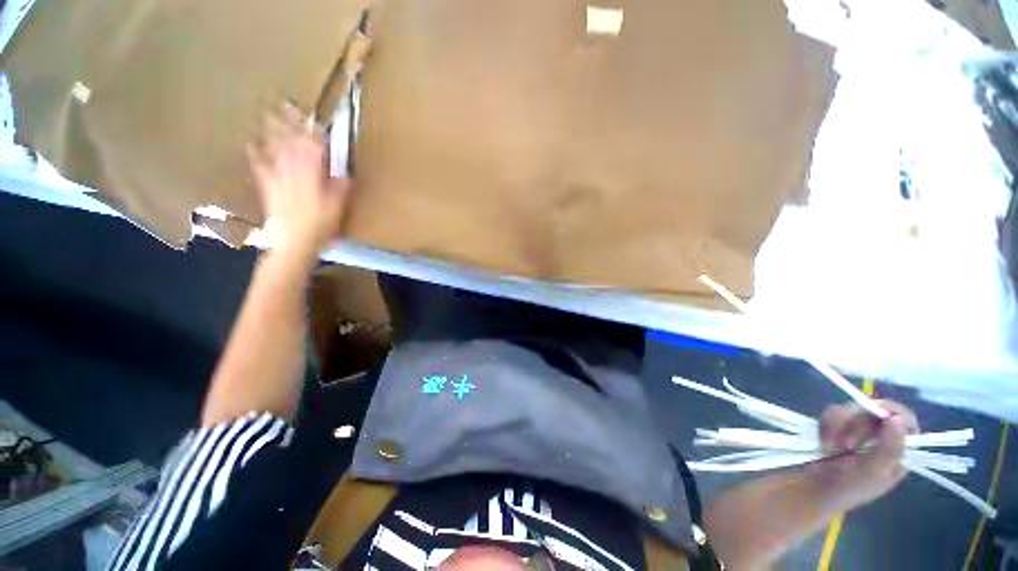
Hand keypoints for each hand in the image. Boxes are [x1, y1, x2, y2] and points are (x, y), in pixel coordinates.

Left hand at [247, 103, 351, 257]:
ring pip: (274, 147)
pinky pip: (259, 164)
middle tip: (286, 102)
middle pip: (290, 141)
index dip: (314, 131)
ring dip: (271, 130)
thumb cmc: (320, 226)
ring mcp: (277, 176)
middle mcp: (292, 170)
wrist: (293, 241)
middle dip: (289, 122)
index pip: (313, 147)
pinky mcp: (267, 186)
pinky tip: (250, 141)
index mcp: (312, 175)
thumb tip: (345, 175)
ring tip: (268, 112)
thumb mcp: (338, 208)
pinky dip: (255, 152)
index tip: (315, 117)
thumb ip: (341, 189)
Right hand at [808, 400, 918, 511]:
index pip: (906, 420)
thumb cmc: (848, 487)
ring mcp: (856, 431)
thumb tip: (897, 419)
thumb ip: (890, 447)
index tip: (877, 415)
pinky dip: (826, 425)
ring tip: (831, 446)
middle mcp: (880, 437)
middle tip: (847, 445)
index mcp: (898, 450)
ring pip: (851, 409)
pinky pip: (832, 413)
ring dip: (838, 426)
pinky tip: (823, 440)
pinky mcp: (835, 427)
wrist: (812, 489)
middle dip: (857, 425)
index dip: (893, 412)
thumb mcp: (873, 472)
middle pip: (875, 411)